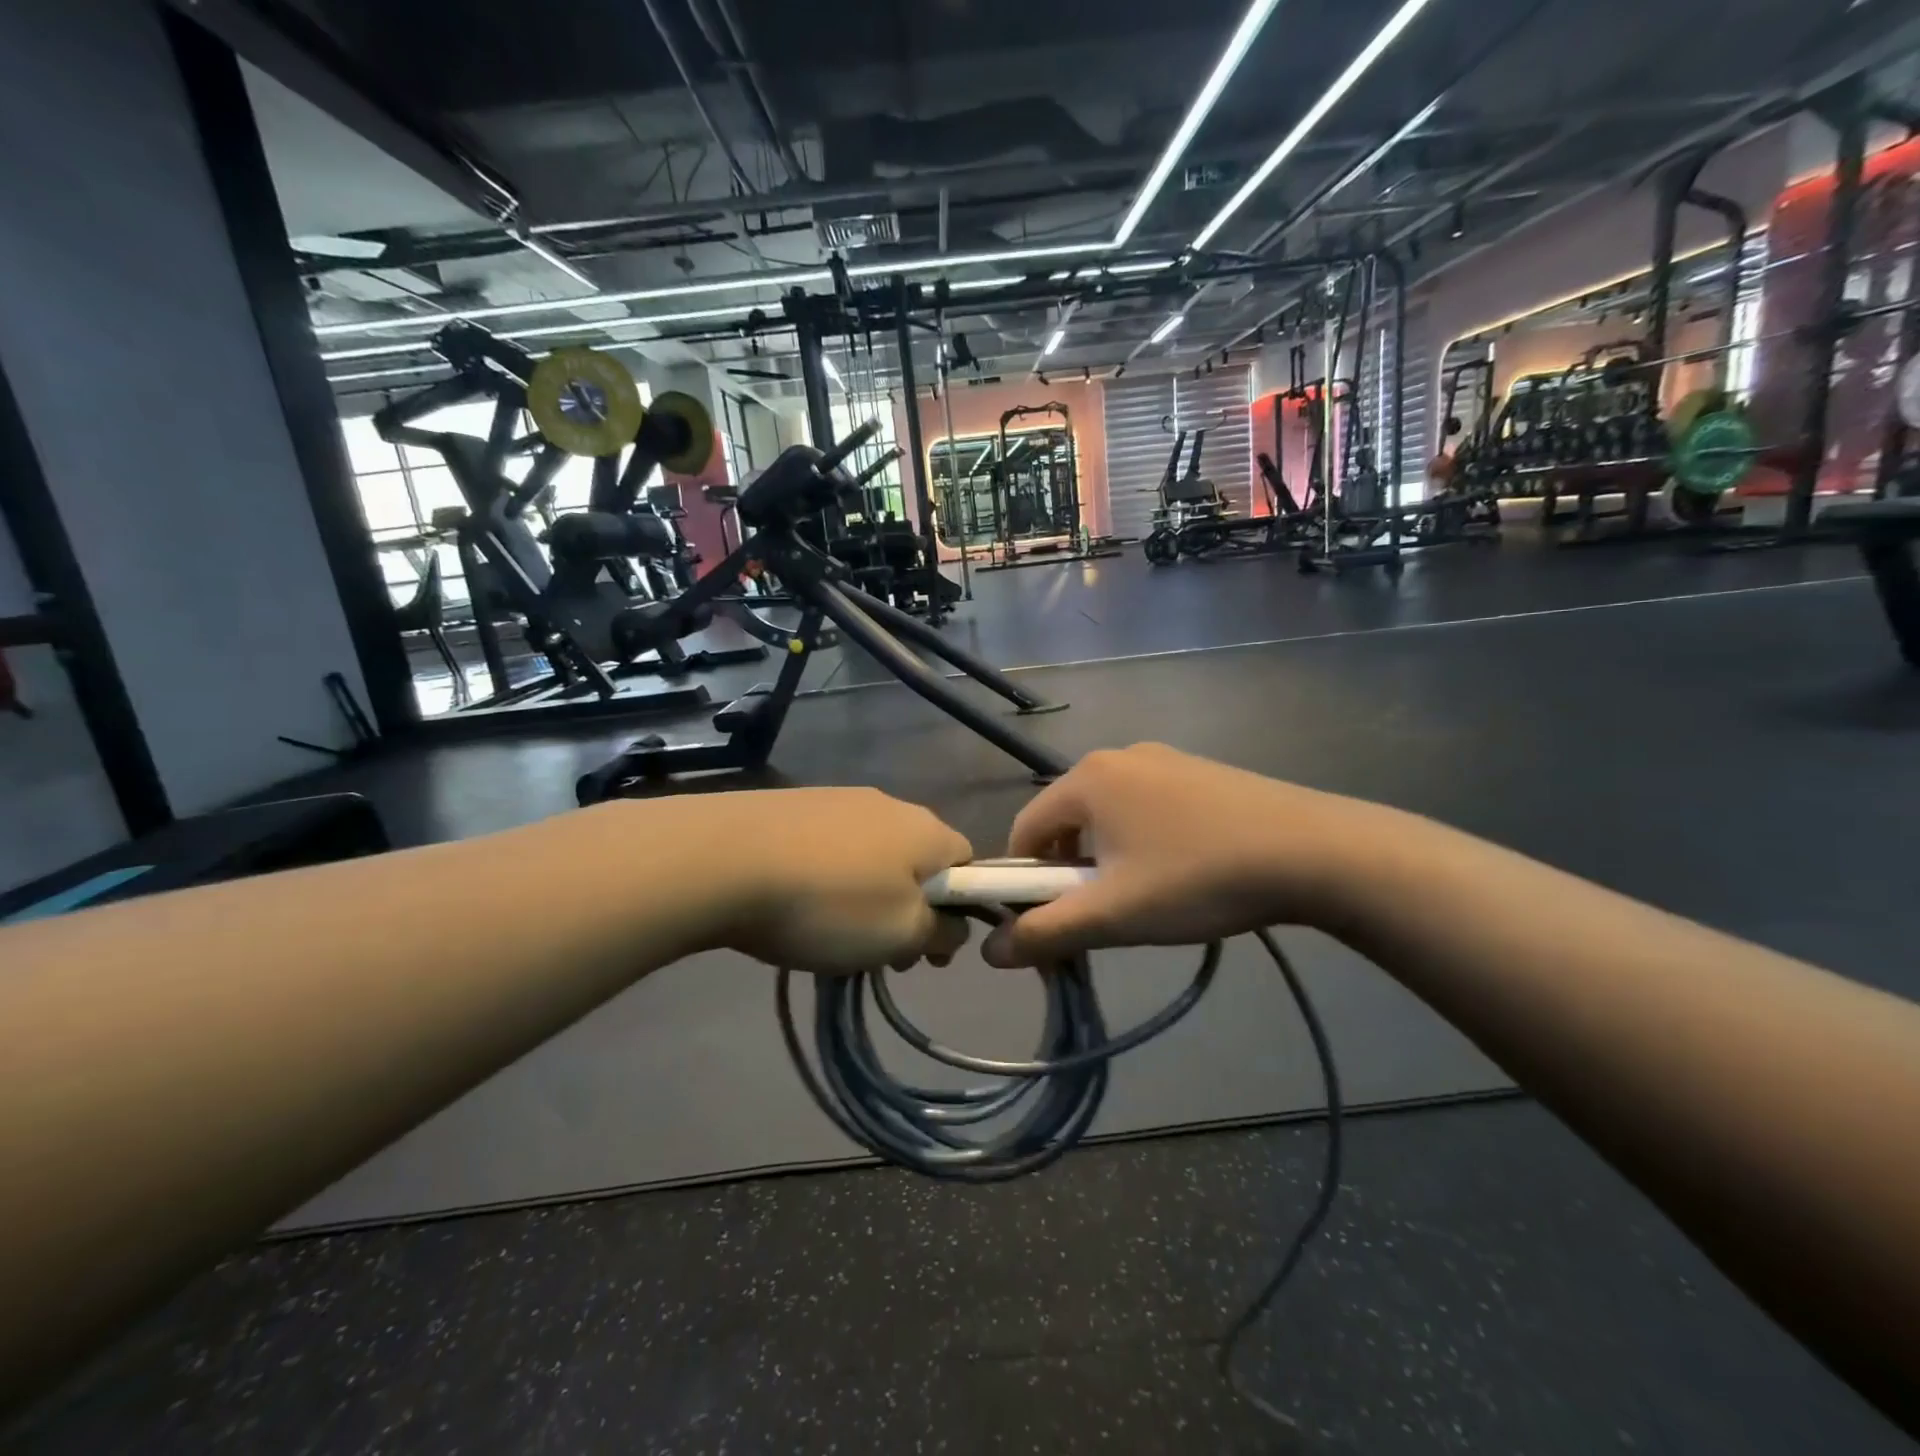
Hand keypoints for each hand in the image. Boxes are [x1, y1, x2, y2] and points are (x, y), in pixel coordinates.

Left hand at [648, 789, 973, 973]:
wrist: (722, 859)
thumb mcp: (901, 934)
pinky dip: (828, 879)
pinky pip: (830, 848)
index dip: (959, 911)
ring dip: (867, 898)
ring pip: (872, 857)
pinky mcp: (794, 805)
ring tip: (831, 936)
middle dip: (909, 910)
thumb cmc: (829, 904)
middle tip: (880, 953)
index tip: (929, 951)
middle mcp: (889, 804)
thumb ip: (942, 931)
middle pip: (918, 862)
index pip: (969, 864)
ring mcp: (838, 799)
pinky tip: (796, 905)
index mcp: (926, 829)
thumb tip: (953, 925)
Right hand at [982, 744, 1391, 965]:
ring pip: (1108, 815)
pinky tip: (1182, 870)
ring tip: (1148, 896)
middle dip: (1070, 871)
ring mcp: (1164, 758)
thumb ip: (1046, 933)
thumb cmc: (1198, 879)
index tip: (1051, 922)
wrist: (1313, 851)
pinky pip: (1146, 806)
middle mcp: (1118, 756)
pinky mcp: (1198, 771)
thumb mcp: (1115, 914)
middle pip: (1066, 820)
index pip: (1025, 830)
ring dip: (1107, 857)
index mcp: (1087, 779)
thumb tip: (989, 953)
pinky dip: (1143, 840)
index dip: (1024, 881)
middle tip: (1104, 914)